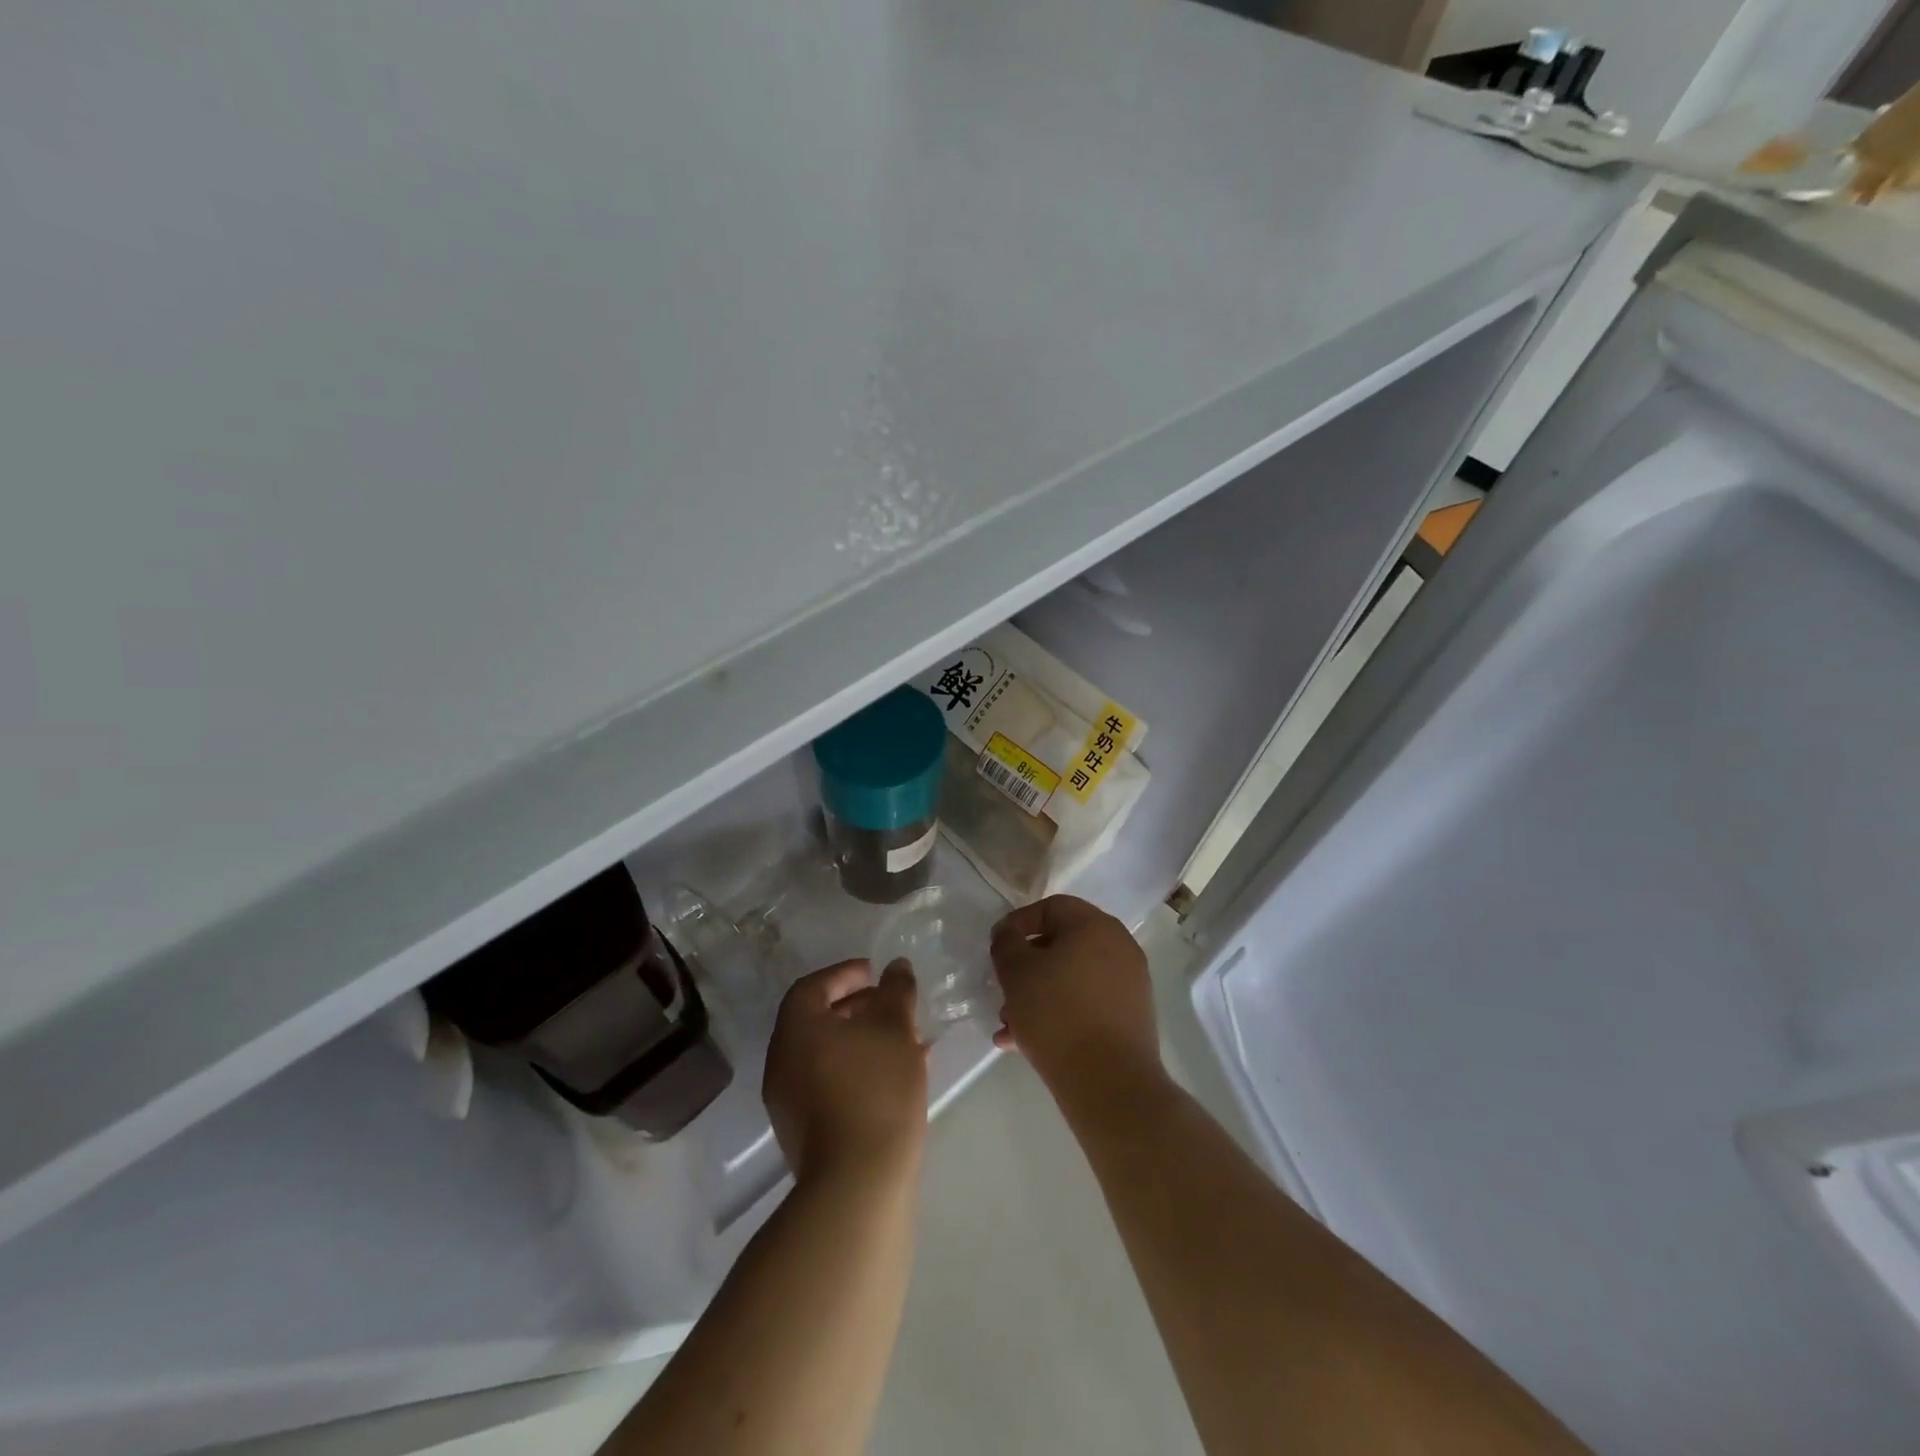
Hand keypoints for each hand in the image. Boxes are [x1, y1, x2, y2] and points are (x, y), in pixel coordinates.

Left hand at [764, 960, 927, 1185]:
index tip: (876, 974)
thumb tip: (896, 967)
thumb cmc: (876, 1090)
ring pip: (827, 1054)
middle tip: (893, 1006)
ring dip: (863, 1041)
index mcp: (796, 1030)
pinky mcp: (804, 1132)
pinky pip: (830, 1083)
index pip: (813, 986)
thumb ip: (895, 991)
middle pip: (818, 1020)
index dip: (845, 974)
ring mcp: (789, 1101)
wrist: (858, 1184)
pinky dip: (858, 1070)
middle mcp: (782, 1061)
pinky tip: (896, 1078)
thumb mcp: (895, 1029)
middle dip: (859, 1008)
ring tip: (905, 1042)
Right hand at [989, 896, 1160, 1095]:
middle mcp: (1119, 947)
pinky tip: (1027, 1043)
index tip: (997, 948)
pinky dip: (1060, 1014)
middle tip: (1003, 990)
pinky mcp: (1131, 1017)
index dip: (1019, 923)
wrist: (1110, 1083)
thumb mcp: (1017, 972)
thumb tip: (1008, 933)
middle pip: (1062, 945)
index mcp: (1096, 926)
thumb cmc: (1057, 1014)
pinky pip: (1087, 1004)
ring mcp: (1129, 983)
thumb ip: (1006, 943)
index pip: (1052, 907)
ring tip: (1009, 1026)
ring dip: (1038, 995)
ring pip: (1072, 978)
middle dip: (1027, 967)